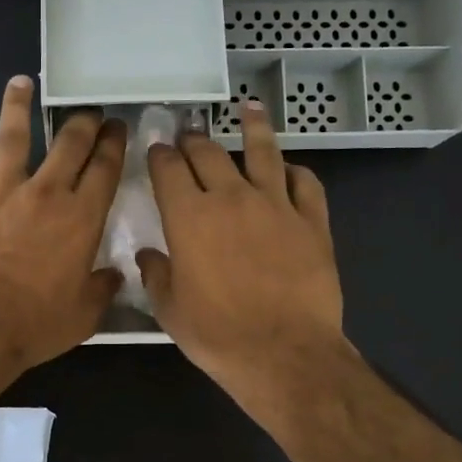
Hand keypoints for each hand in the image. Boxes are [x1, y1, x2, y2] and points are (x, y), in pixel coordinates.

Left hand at [0, 77, 125, 378]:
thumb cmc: (35, 326)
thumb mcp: (84, 315)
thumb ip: (102, 288)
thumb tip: (114, 274)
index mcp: (80, 218)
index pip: (104, 168)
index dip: (114, 143)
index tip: (117, 127)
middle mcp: (44, 194)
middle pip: (67, 144)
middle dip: (82, 121)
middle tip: (87, 110)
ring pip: (11, 138)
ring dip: (17, 107)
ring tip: (20, 83)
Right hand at [138, 100, 345, 403]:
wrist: (284, 353)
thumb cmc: (218, 335)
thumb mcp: (171, 310)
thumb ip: (156, 275)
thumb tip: (148, 255)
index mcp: (189, 217)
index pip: (168, 170)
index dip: (160, 155)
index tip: (157, 149)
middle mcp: (231, 198)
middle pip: (209, 153)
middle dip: (195, 140)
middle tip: (190, 133)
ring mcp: (276, 205)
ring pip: (263, 152)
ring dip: (253, 127)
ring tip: (249, 108)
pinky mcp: (312, 221)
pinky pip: (305, 183)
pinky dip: (295, 171)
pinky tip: (290, 169)